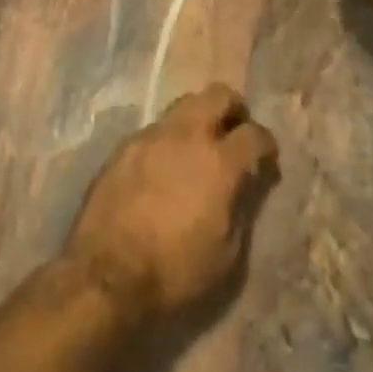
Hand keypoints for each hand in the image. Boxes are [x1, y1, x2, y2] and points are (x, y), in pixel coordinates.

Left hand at [65, 86, 279, 321]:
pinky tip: (164, 168)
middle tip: (234, 134)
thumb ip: (241, 208)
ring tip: (197, 151)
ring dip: (198, 121)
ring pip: (183, 106)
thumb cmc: (175, 272)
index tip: (265, 160)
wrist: (106, 275)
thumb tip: (245, 184)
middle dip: (233, 110)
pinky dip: (168, 141)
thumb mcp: (227, 254)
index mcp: (219, 163)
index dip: (266, 145)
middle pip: (218, 95)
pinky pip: (154, 130)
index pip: (254, 133)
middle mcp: (186, 137)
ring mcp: (150, 137)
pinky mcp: (123, 147)